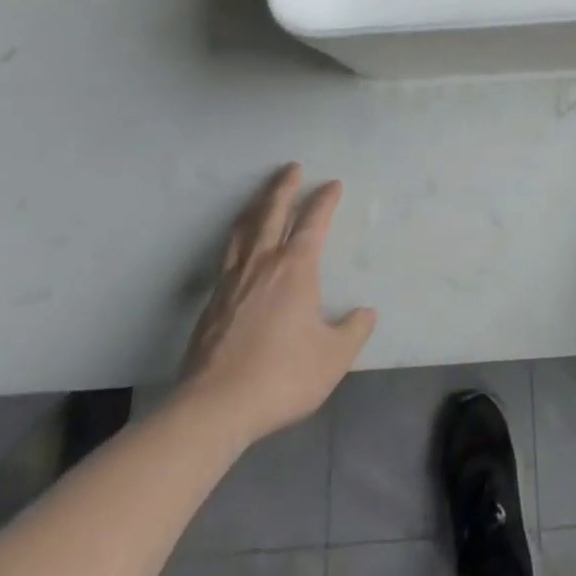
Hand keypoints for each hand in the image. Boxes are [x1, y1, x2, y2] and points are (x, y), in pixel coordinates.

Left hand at [176, 165, 376, 448]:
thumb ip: (353, 331)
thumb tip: (365, 313)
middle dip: (284, 188)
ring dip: (255, 207)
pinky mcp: (210, 305)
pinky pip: (227, 256)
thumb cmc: (281, 374)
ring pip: (244, 231)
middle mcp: (263, 263)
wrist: (214, 408)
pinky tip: (236, 248)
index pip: (313, 221)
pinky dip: (236, 238)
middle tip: (291, 168)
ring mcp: (231, 282)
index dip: (324, 200)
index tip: (332, 184)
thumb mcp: (333, 357)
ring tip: (261, 198)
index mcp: (296, 267)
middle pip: (272, 213)